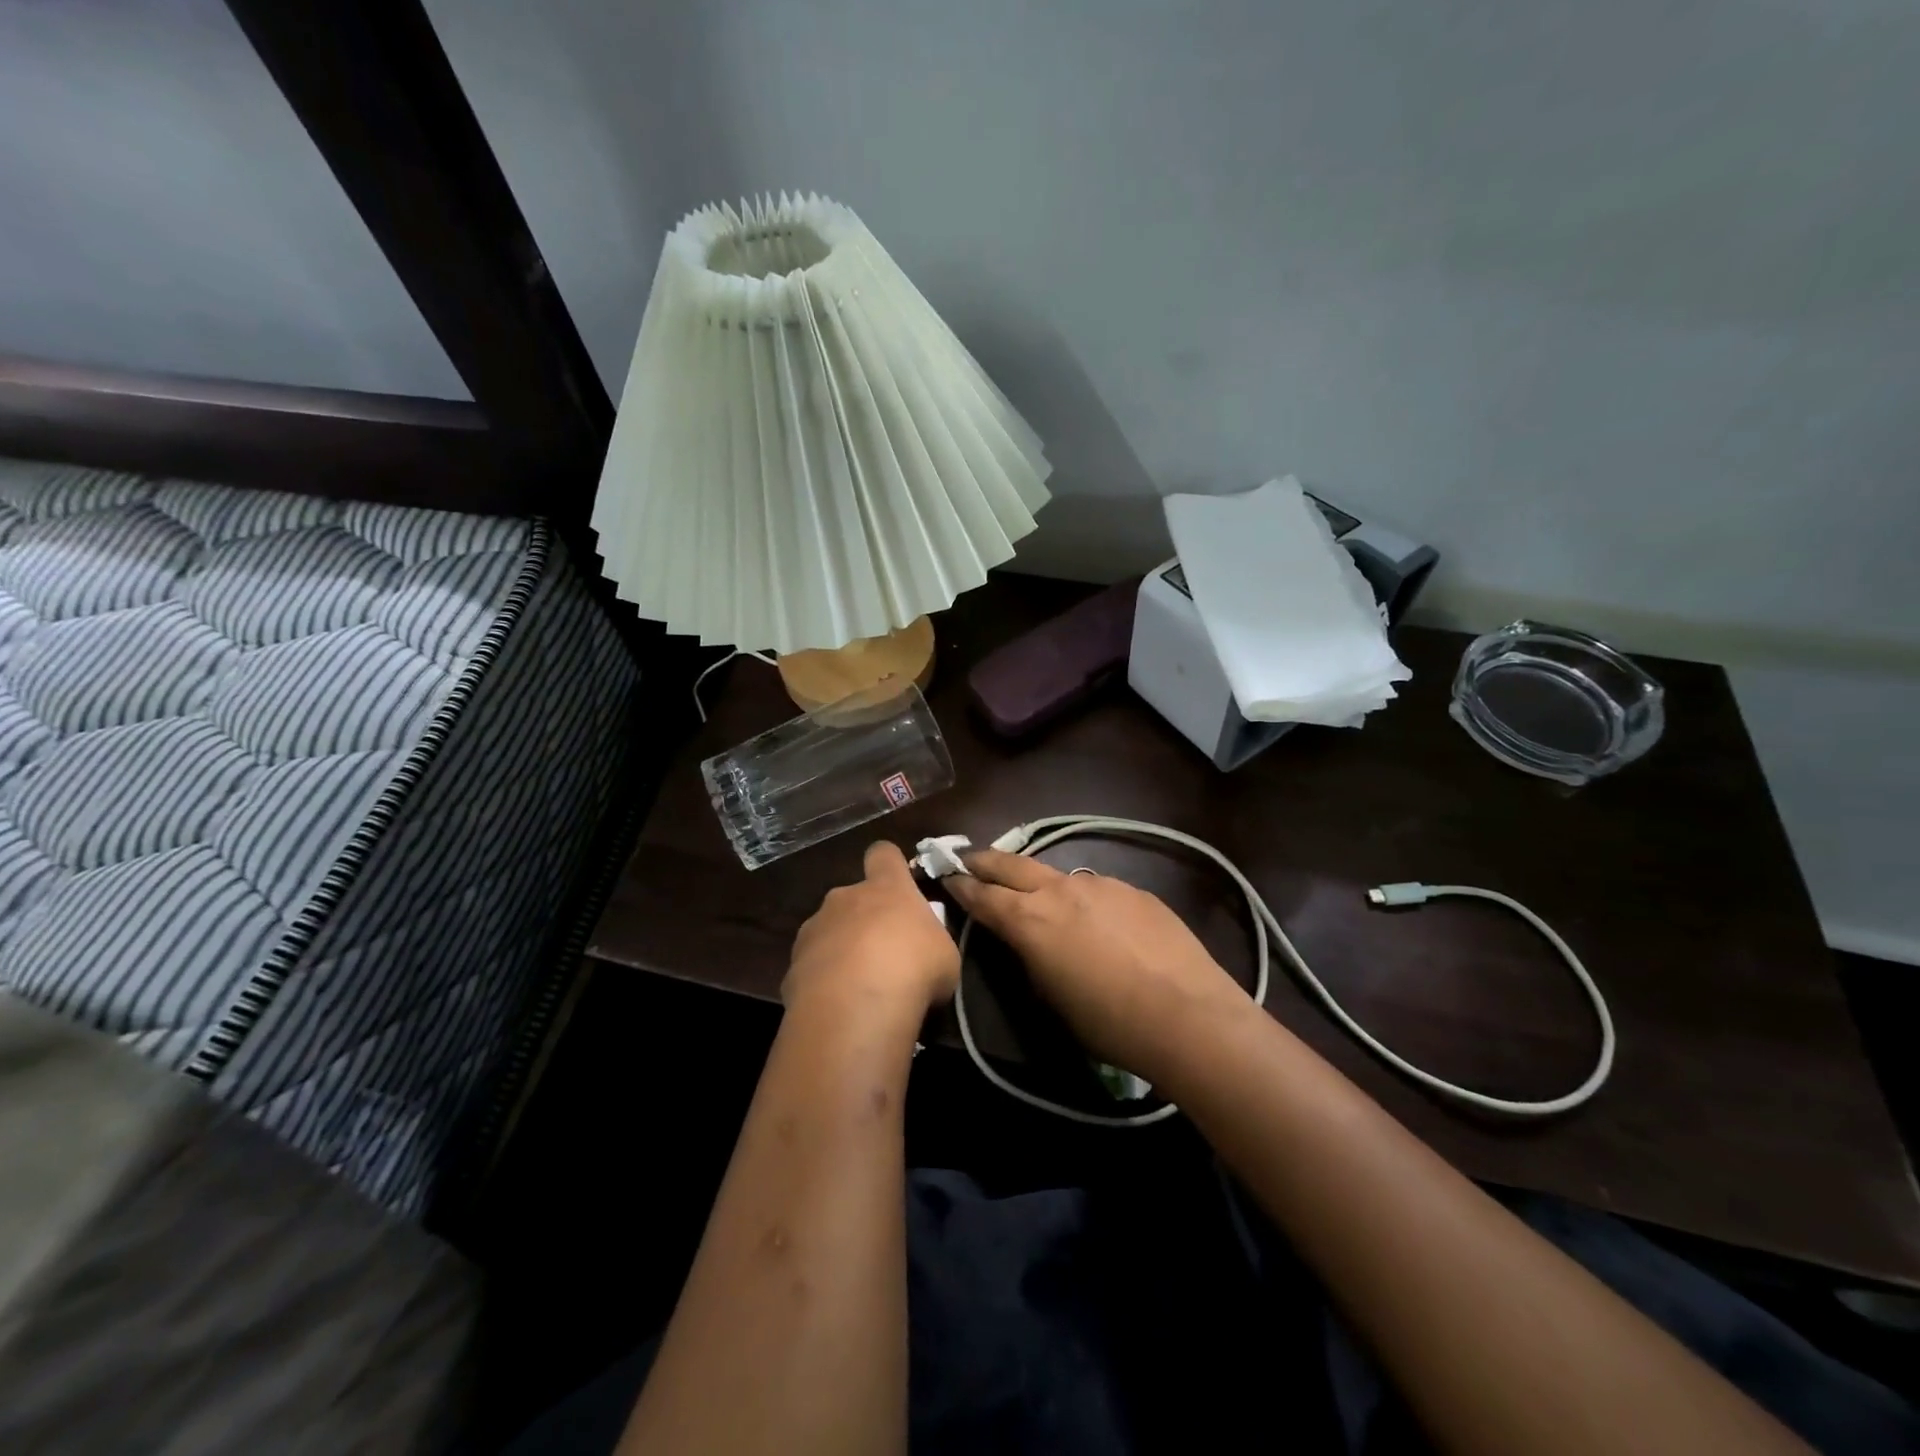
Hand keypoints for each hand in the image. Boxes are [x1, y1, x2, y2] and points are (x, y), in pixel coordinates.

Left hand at [785, 842, 959, 1016]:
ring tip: (859, 987)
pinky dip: (824, 981)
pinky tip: (839, 1006)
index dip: (890, 864)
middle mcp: (845, 898)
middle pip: (854, 897)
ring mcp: (814, 929)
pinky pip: (813, 966)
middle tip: (884, 954)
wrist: (855, 1008)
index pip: (883, 853)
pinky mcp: (793, 964)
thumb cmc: (914, 969)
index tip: (898, 883)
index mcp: (886, 887)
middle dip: (865, 919)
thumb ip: (930, 942)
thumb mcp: (944, 955)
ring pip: (830, 931)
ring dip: (842, 950)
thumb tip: (924, 950)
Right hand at [944, 850, 1252, 1081]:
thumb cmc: (1109, 1023)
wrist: (1188, 1016)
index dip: (961, 884)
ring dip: (1039, 882)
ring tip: (1039, 895)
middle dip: (985, 860)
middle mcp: (1061, 891)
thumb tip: (1027, 941)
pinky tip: (1100, 923)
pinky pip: (1097, 889)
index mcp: (1030, 920)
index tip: (947, 875)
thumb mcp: (1051, 998)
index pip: (983, 894)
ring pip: (1057, 875)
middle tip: (968, 858)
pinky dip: (1084, 899)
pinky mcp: (1134, 890)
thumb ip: (1030, 958)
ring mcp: (1101, 884)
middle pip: (1011, 864)